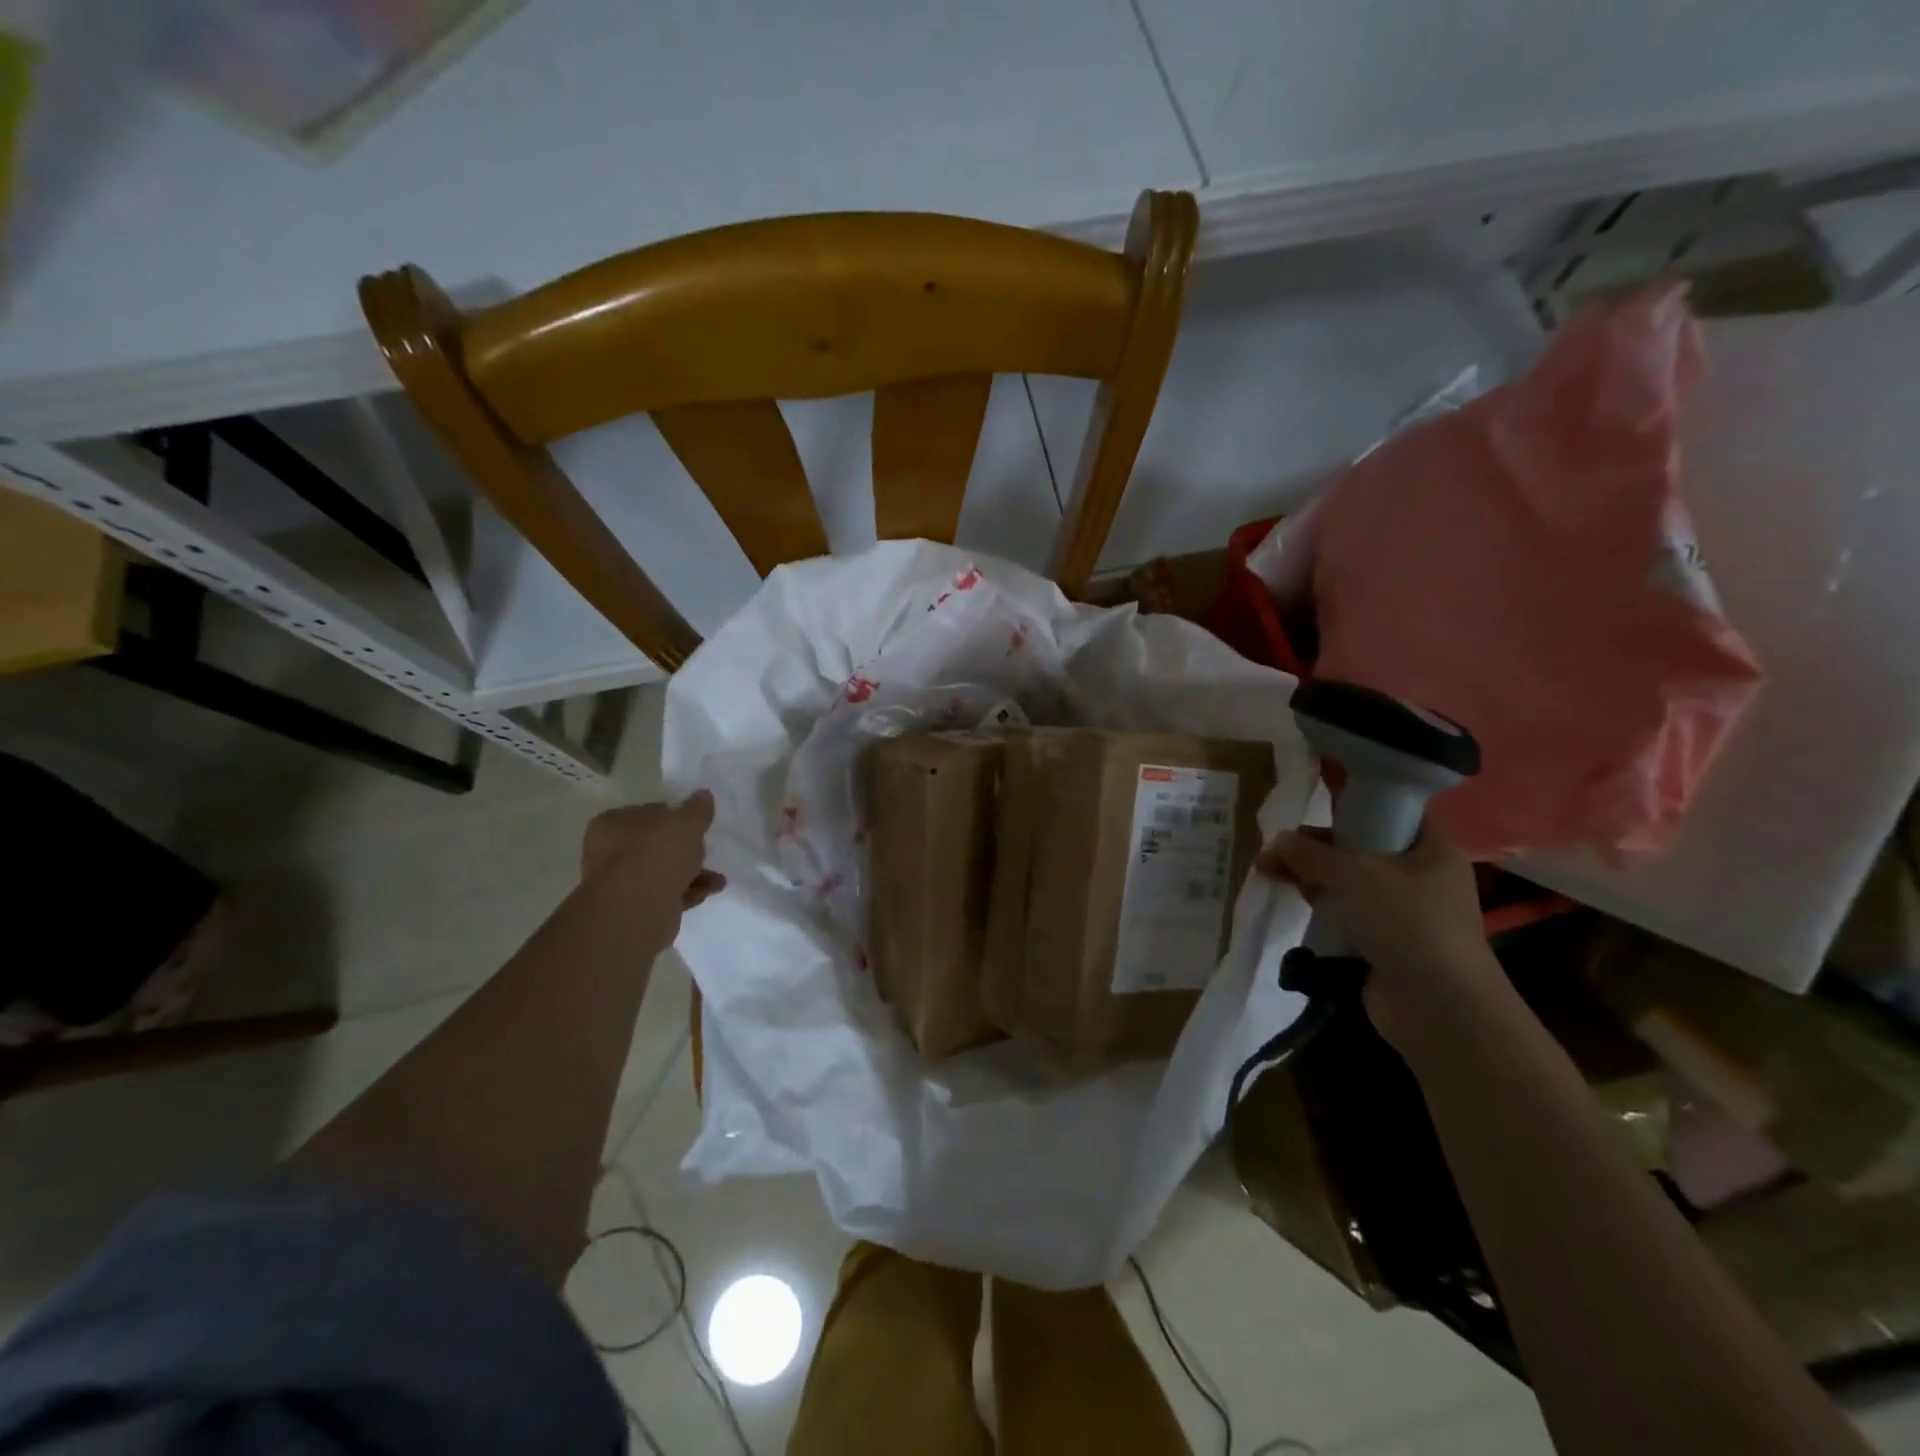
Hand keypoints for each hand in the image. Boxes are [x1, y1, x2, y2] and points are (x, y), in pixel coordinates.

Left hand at [581, 791, 725, 940]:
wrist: (638, 908)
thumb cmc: (657, 853)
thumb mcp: (687, 822)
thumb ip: (697, 808)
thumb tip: (703, 795)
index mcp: (612, 823)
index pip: (647, 813)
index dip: (674, 817)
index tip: (696, 825)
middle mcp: (608, 852)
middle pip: (654, 845)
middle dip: (685, 850)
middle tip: (706, 851)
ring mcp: (619, 883)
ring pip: (661, 872)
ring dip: (691, 873)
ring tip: (717, 878)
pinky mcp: (633, 910)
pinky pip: (665, 894)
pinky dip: (687, 891)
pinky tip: (709, 891)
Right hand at [1256, 825, 1508, 1054]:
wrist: (1439, 1008)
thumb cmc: (1406, 922)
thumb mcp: (1352, 873)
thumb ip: (1310, 852)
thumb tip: (1278, 841)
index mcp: (1430, 848)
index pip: (1390, 810)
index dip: (1351, 802)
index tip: (1310, 803)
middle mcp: (1421, 875)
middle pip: (1360, 845)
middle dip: (1314, 845)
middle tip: (1275, 851)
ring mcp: (1404, 911)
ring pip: (1348, 880)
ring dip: (1310, 875)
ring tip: (1269, 874)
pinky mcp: (1385, 941)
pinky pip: (1347, 911)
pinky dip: (1321, 905)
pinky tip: (1293, 902)